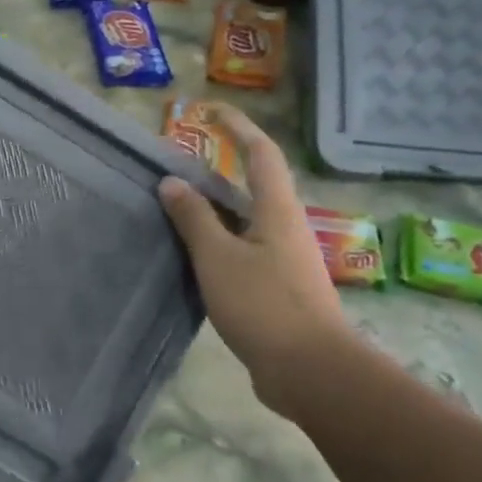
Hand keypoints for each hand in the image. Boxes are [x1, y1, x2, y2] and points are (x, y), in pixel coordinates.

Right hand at [159, 105, 348, 391]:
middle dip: (218, 171)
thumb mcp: (218, 258)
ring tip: (175, 211)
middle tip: (176, 170)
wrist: (310, 370)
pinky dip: (218, 245)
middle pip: (252, 186)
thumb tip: (172, 181)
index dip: (237, 126)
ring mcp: (284, 259)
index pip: (260, 152)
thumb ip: (194, 219)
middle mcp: (285, 227)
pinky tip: (193, 259)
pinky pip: (243, 252)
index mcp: (276, 210)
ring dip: (214, 211)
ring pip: (245, 222)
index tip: (209, 111)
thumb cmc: (263, 305)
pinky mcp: (278, 288)